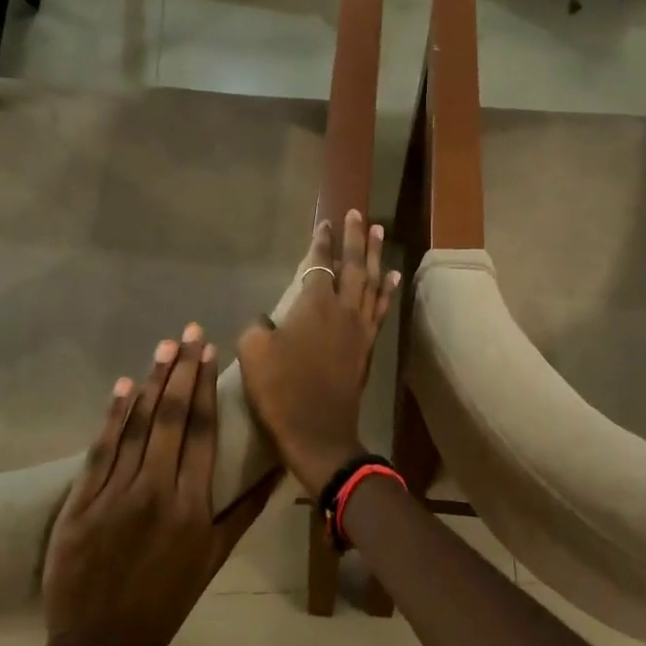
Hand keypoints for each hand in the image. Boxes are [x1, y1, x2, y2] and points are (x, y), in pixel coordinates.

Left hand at [35, 327, 273, 645]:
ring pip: (135, 427)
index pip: (200, 431)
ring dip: (150, 382)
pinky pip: (100, 451)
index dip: (205, 387)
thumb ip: (246, 509)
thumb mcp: (215, 558)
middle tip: (188, 332)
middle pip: (169, 418)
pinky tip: (122, 386)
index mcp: (191, 505)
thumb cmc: (167, 600)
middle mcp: (154, 491)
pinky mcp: (80, 504)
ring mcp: (113, 495)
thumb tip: (277, 468)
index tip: (209, 352)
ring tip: (163, 347)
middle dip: (181, 371)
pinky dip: (112, 416)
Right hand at [237, 210, 399, 496]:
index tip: (325, 223)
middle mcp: (343, 309)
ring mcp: (360, 328)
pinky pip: (380, 309)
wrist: (317, 431)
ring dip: (375, 255)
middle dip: (356, 238)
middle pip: (354, 265)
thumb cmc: (281, 390)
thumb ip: (259, 326)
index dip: (321, 242)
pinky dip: (387, 290)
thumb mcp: (253, 353)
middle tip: (359, 214)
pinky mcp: (368, 346)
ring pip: (372, 282)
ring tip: (379, 232)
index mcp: (314, 305)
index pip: (319, 263)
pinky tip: (392, 276)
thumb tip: (267, 320)